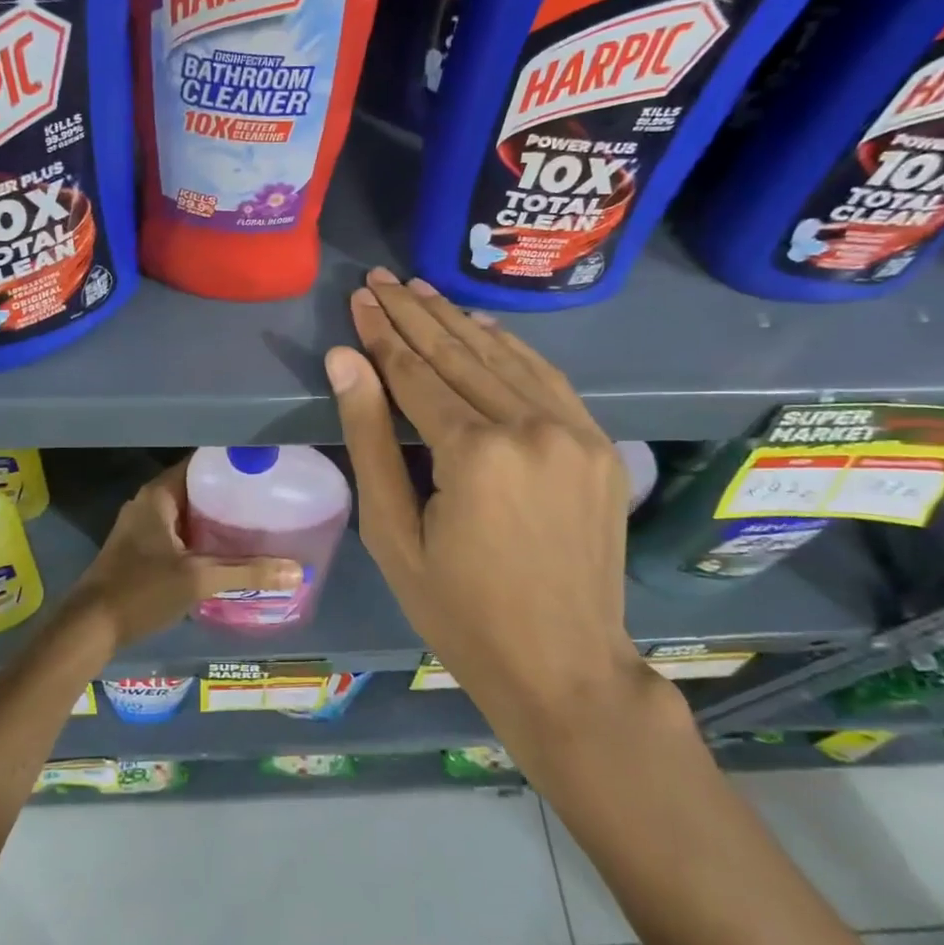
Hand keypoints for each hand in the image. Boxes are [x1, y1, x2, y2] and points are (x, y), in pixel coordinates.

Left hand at [65, 461, 300, 652]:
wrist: (89, 628)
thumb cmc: (141, 591)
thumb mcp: (198, 579)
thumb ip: (247, 572)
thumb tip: (297, 570)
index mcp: (158, 495)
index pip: (201, 464)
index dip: (231, 464)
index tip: (264, 470)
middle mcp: (148, 503)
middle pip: (196, 488)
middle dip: (229, 494)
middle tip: (268, 500)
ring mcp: (142, 527)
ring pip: (187, 513)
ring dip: (216, 519)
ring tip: (256, 523)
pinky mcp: (140, 550)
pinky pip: (179, 533)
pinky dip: (202, 538)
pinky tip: (227, 552)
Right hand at [325, 269, 651, 732]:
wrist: (564, 666)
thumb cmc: (459, 611)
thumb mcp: (393, 533)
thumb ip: (369, 439)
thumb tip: (344, 360)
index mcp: (475, 454)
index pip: (416, 373)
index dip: (382, 334)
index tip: (360, 297)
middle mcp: (530, 427)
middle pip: (459, 354)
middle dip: (414, 314)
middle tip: (381, 278)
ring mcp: (575, 432)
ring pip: (504, 357)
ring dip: (458, 320)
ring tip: (420, 290)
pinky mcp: (599, 444)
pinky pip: (547, 378)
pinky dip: (509, 347)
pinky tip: (481, 326)